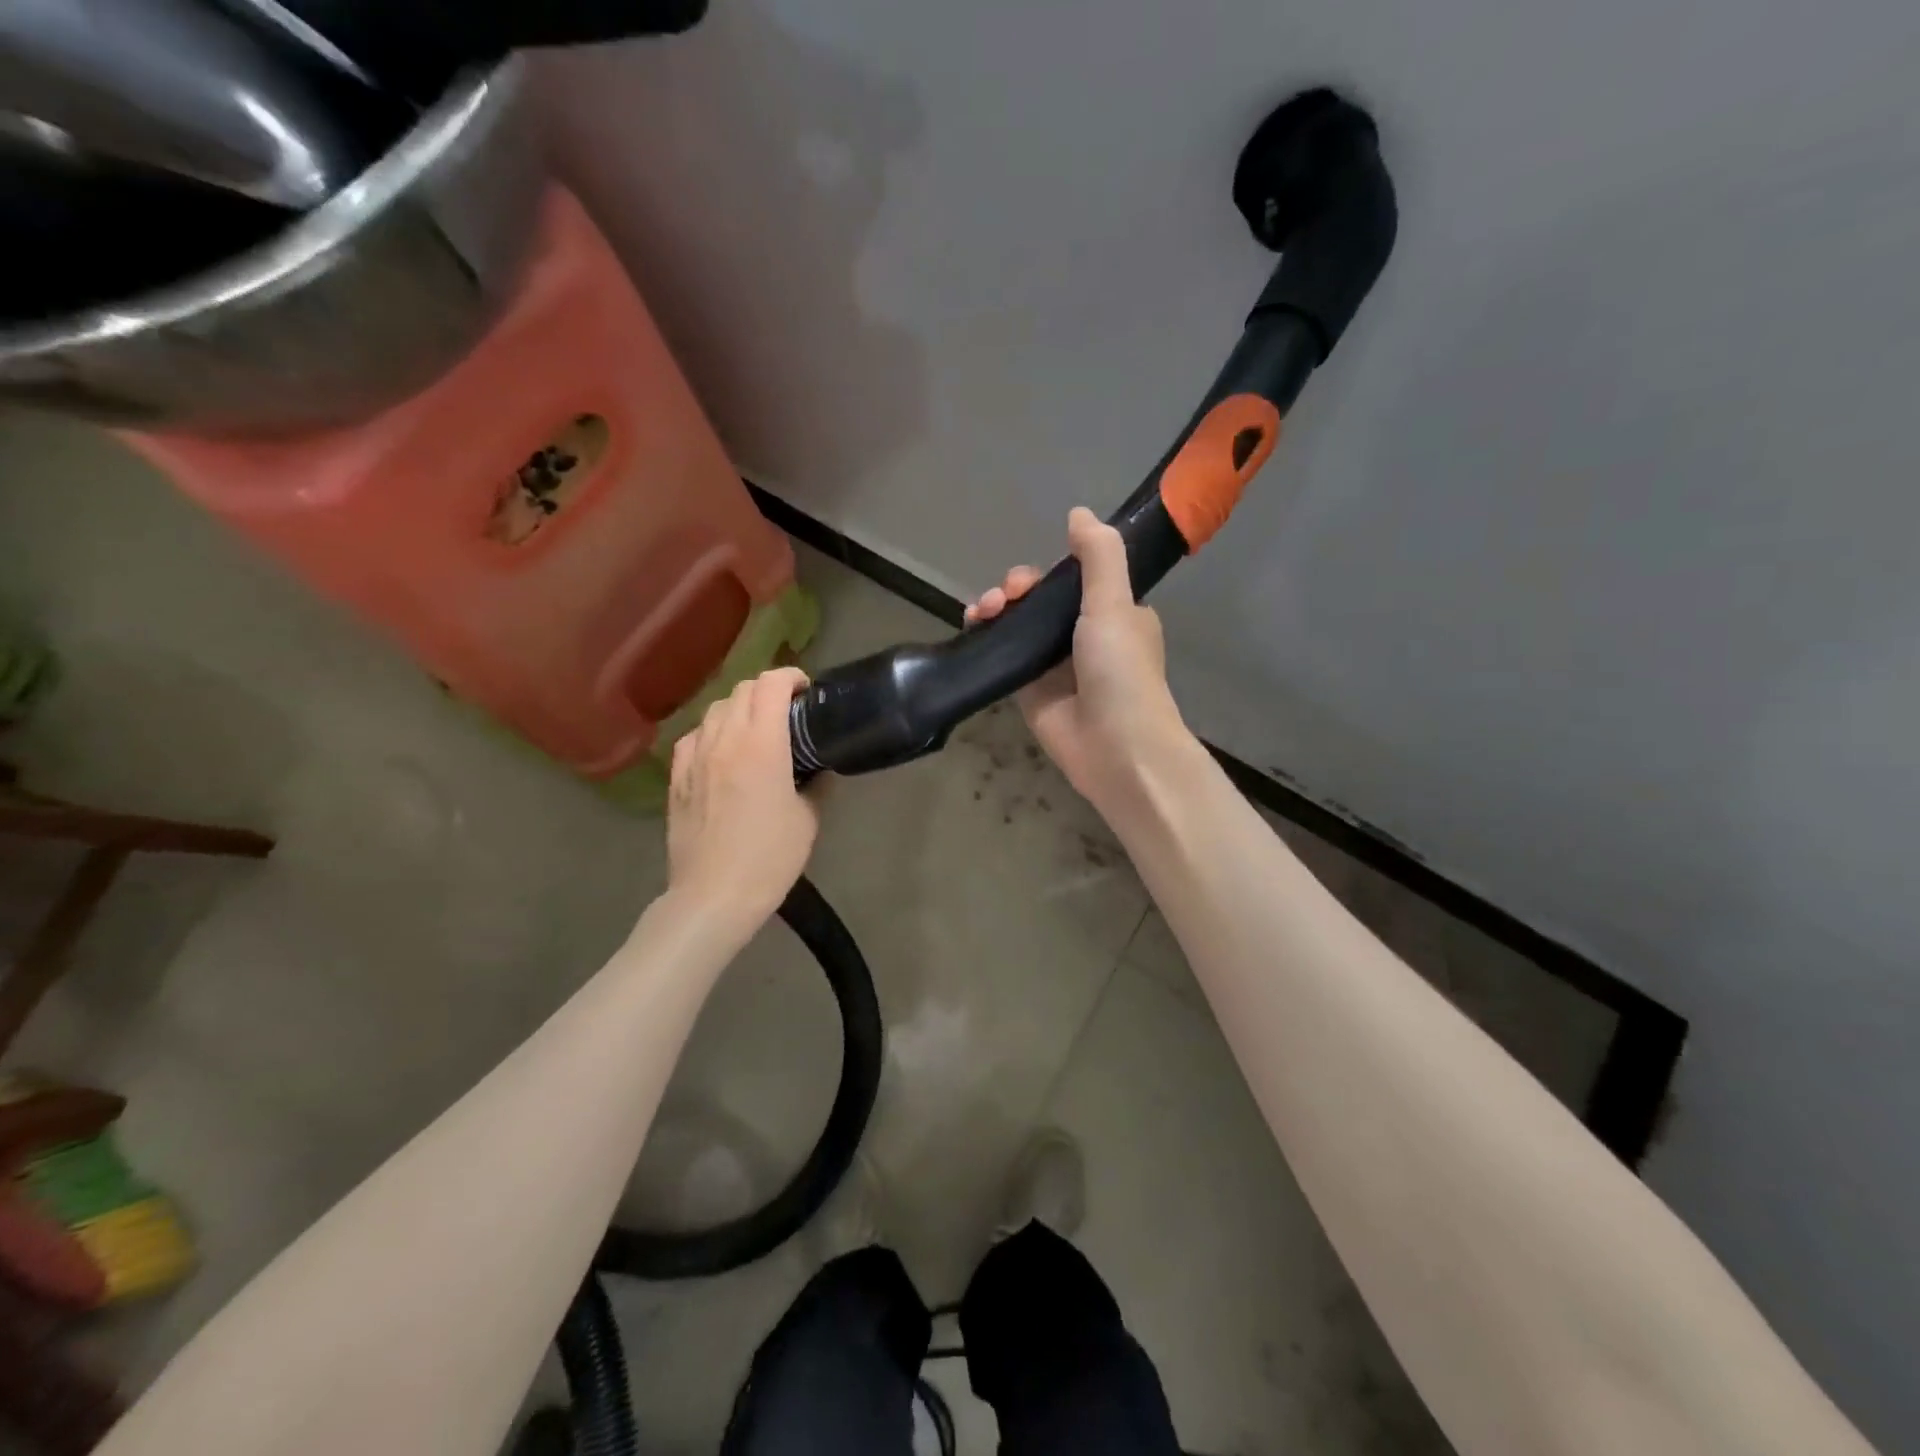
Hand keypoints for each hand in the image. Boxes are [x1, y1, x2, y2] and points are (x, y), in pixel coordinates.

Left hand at [667, 667, 817, 929]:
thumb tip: (821, 770)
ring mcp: (694, 758)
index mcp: (761, 745)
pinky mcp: (676, 778)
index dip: (791, 677)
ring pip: (715, 710)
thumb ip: (817, 785)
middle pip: (741, 690)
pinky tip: (721, 751)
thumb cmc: (769, 858)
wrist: (714, 895)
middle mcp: (724, 740)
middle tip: (788, 710)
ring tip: (756, 728)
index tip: (807, 689)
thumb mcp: (808, 820)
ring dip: (739, 708)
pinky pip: (693, 737)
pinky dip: (712, 732)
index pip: (770, 685)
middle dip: (767, 690)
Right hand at [966, 507, 1190, 808]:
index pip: (1072, 582)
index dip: (1044, 574)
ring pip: (1019, 627)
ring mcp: (1055, 667)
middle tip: (1002, 598)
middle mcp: (1085, 638)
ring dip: (996, 611)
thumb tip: (1078, 512)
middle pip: (1040, 602)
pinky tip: (971, 630)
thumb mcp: (1114, 603)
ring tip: (981, 612)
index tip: (1026, 580)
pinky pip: (1005, 658)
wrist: (1116, 747)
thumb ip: (1098, 555)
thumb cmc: (1120, 670)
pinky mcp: (1031, 693)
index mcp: (1114, 615)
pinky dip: (987, 641)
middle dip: (1015, 591)